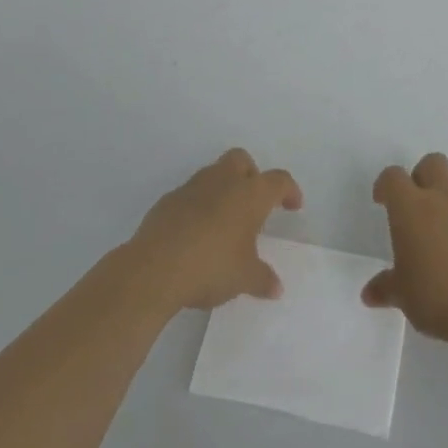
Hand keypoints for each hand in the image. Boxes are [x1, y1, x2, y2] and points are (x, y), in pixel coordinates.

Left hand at [131, 149, 302, 311]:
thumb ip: (263, 279)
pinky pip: (191, 194)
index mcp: (250, 194)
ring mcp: (193, 187)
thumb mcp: (244, 278)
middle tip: (254, 203)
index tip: (293, 205)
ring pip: (214, 173)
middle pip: (242, 160)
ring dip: (223, 189)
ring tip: (224, 221)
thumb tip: (276, 287)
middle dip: (252, 175)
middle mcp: (224, 181)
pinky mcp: (168, 200)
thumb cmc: (211, 266)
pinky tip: (196, 233)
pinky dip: (199, 205)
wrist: (154, 269)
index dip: (289, 190)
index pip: (278, 180)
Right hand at [363, 152, 447, 350]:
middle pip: (433, 162)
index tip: (383, 200)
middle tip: (420, 202)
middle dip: (424, 175)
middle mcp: (443, 197)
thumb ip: (386, 288)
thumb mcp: (403, 296)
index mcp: (411, 208)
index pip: (393, 177)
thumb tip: (369, 293)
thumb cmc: (436, 297)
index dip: (386, 184)